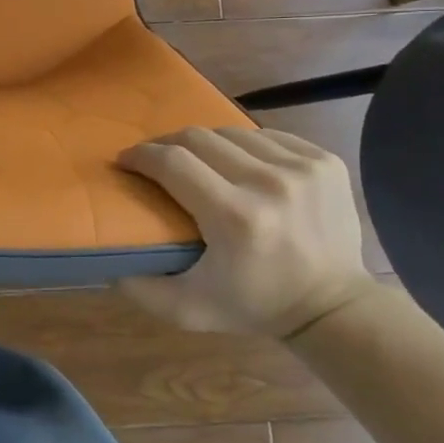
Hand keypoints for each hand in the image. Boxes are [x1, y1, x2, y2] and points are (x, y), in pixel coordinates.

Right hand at [116, 127, 376, 338]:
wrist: (336, 307)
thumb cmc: (256, 305)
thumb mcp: (190, 310)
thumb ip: (142, 289)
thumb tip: (107, 262)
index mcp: (235, 218)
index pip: (173, 163)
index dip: (141, 155)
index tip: (126, 160)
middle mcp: (270, 184)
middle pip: (198, 138)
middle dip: (167, 144)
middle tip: (155, 158)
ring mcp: (302, 168)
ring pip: (232, 132)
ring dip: (206, 143)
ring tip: (197, 160)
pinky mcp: (325, 161)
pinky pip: (268, 136)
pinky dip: (245, 145)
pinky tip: (239, 163)